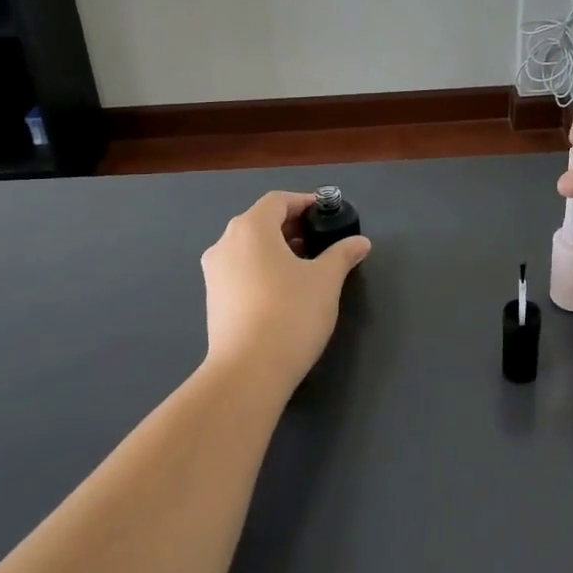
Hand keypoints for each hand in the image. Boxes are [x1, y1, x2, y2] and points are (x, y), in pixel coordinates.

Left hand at [200, 191, 371, 394]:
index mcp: (251, 228)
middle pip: (260, 222)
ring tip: (306, 266)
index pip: (278, 201)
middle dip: (291, 227)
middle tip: (320, 240)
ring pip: (248, 247)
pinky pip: (240, 270)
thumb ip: (343, 254)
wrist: (247, 371)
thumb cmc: (290, 313)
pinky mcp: (212, 299)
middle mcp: (225, 243)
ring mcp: (214, 272)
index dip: (304, 203)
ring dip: (276, 249)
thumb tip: (360, 243)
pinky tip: (284, 291)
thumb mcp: (326, 280)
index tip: (326, 214)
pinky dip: (262, 268)